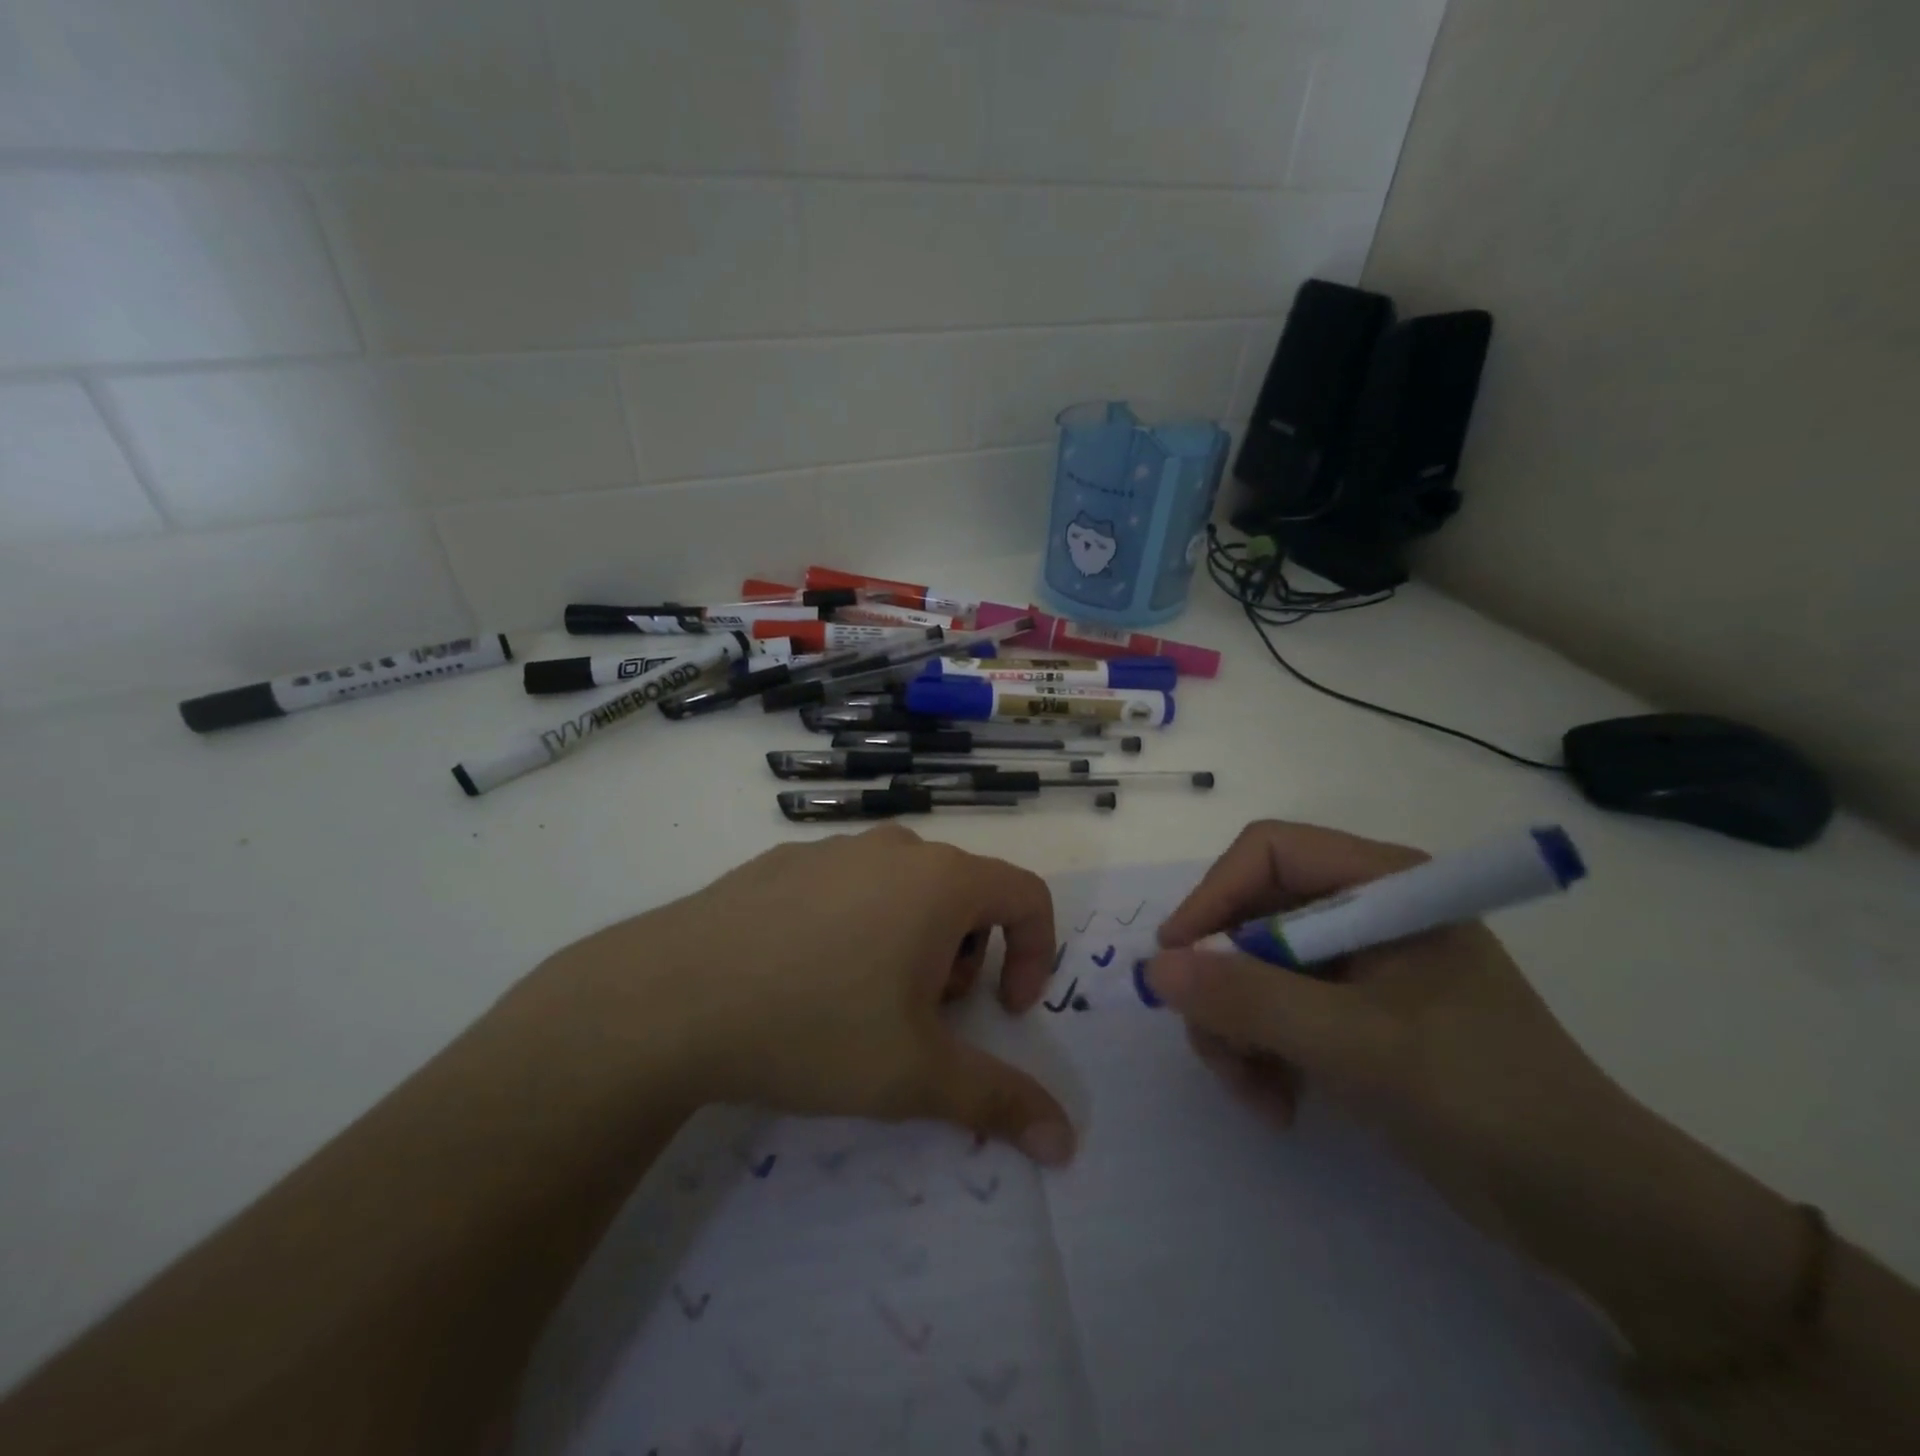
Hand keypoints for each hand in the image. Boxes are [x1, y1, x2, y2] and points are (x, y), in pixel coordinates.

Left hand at [527, 825, 1075, 1165]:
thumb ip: (998, 1102)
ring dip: (912, 940)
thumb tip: (1065, 1142)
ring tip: (865, 999)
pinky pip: (847, 885)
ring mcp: (832, 848)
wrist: (669, 998)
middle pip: (964, 893)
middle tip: (924, 1014)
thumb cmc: (814, 1026)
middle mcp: (893, 849)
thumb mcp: (914, 1076)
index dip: (1036, 953)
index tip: (1005, 1011)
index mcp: (939, 881)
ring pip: (904, 888)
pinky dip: (857, 924)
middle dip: (966, 956)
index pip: (1027, 894)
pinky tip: (805, 976)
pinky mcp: (781, 860)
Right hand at [1144, 820, 1634, 1235]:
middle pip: (1251, 916)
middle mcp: (1364, 912)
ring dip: (1236, 1030)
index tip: (1174, 961)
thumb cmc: (1486, 1099)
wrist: (1596, 1212)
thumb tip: (1154, 968)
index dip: (1213, 897)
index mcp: (1383, 885)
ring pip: (1252, 970)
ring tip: (1253, 1093)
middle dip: (1223, 985)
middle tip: (1215, 1047)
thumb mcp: (1359, 1044)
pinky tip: (1277, 1104)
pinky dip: (1260, 1054)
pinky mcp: (1353, 1016)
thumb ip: (1251, 999)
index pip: (1267, 852)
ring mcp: (1357, 967)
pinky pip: (1274, 1012)